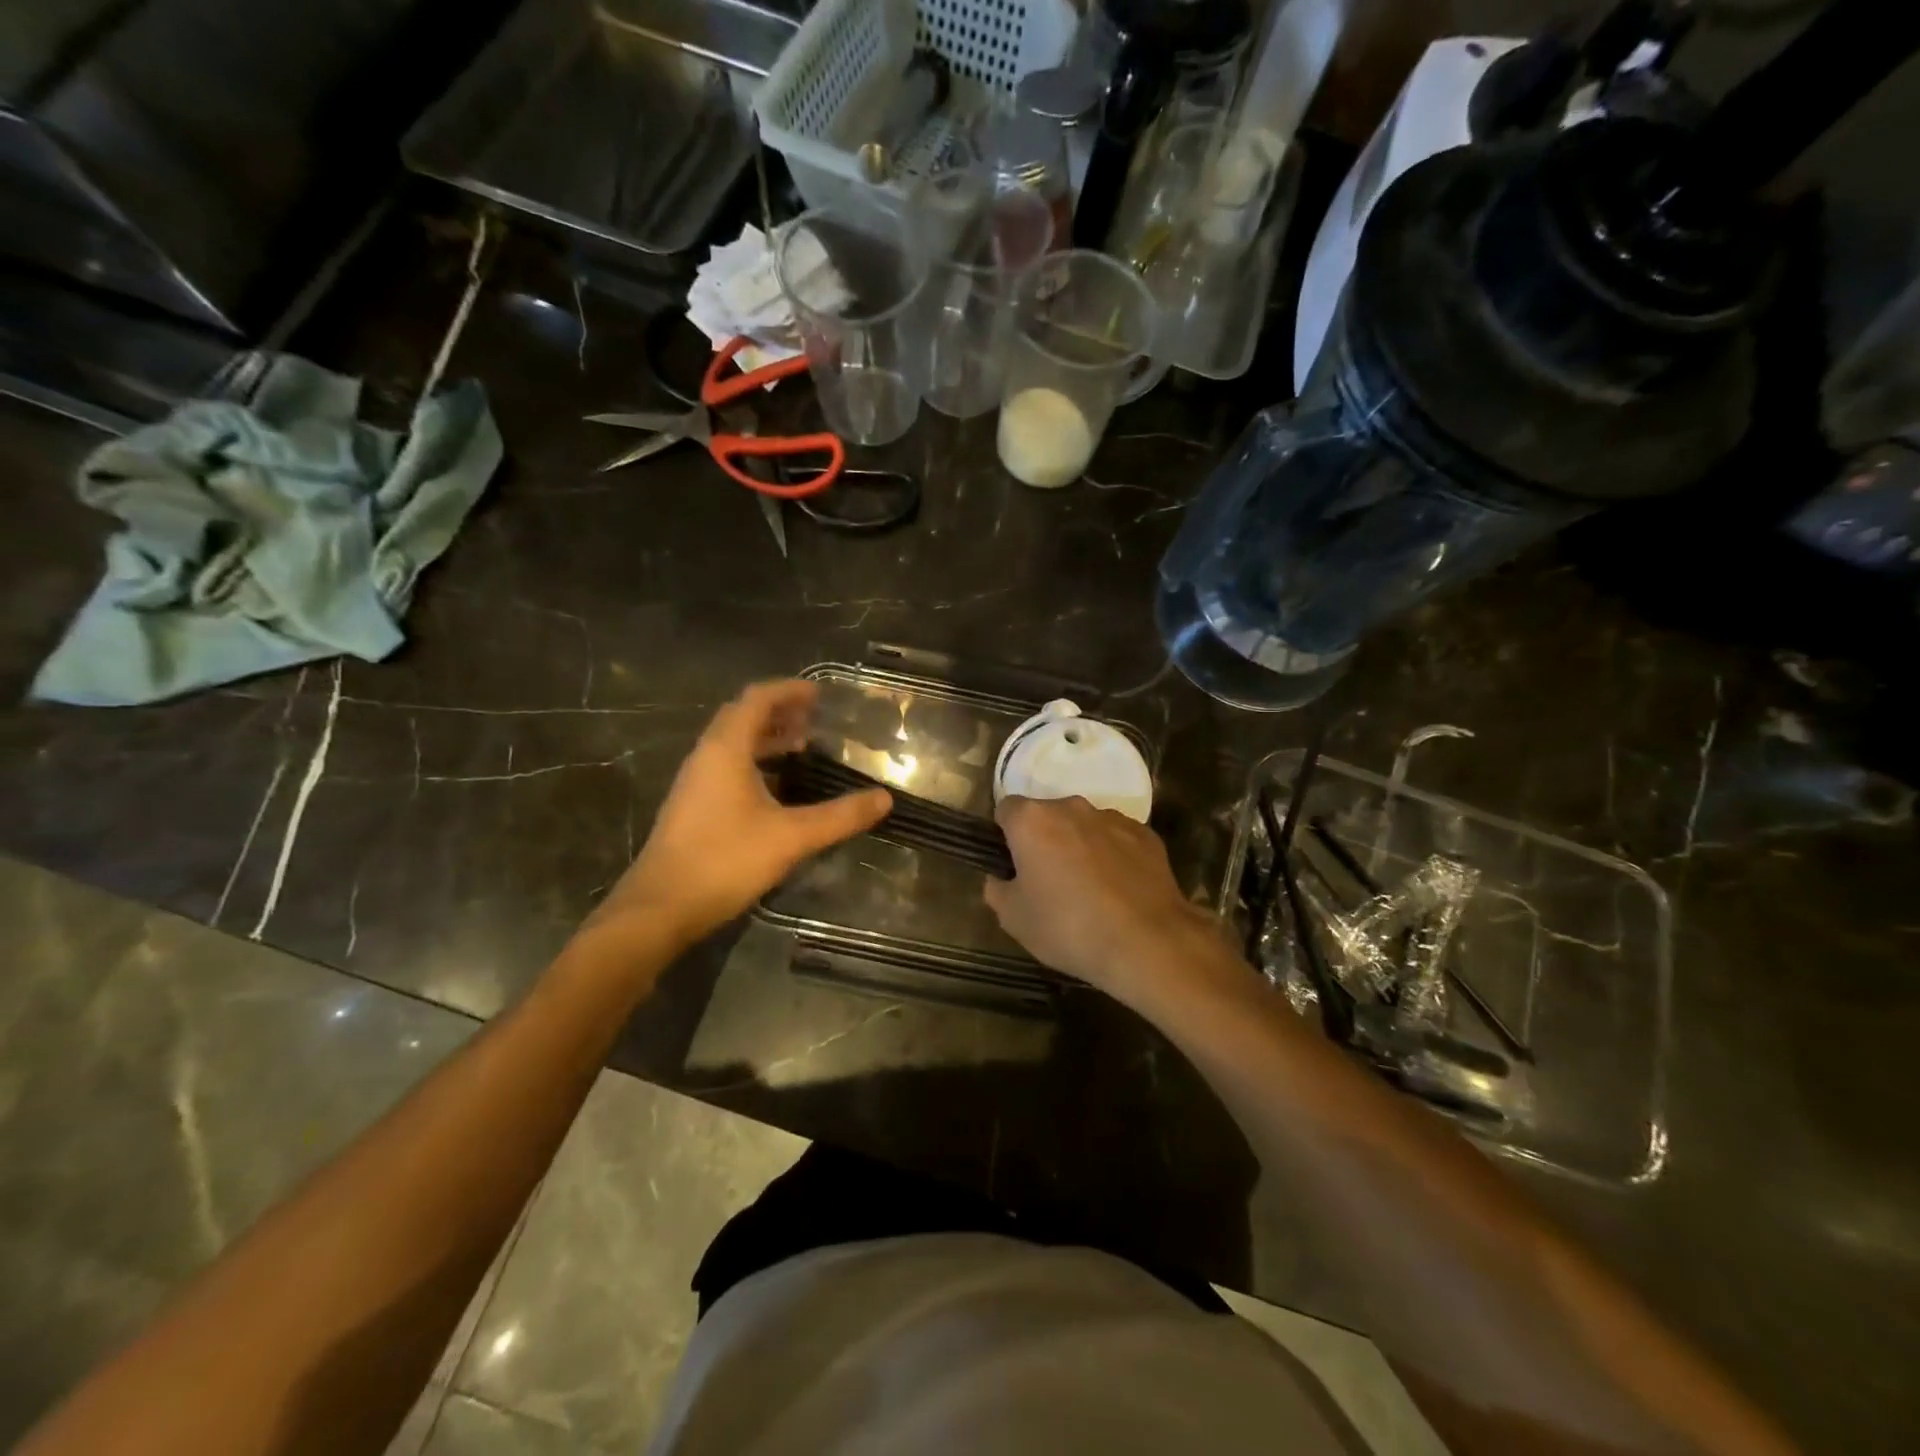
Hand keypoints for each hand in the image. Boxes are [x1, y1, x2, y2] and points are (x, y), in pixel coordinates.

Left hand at [588, 680, 889, 952]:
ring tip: (802, 748)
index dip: (788, 690)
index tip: (820, 693)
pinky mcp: (693, 806)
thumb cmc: (725, 860)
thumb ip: (840, 816)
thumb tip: (884, 798)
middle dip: (779, 712)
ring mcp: (695, 782)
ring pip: (733, 744)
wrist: (660, 908)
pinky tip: (777, 788)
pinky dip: (755, 762)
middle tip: (815, 719)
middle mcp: (706, 757)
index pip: (757, 699)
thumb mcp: (791, 837)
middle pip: (742, 717)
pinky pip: (726, 767)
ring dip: (766, 738)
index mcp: (725, 749)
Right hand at [983, 796, 1229, 1006]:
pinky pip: (1117, 839)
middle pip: (1047, 815)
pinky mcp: (1146, 834)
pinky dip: (1113, 856)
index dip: (1005, 835)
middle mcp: (1072, 807)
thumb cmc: (1068, 927)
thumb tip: (1002, 878)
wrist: (1148, 942)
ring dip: (1080, 847)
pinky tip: (1119, 892)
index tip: (1013, 864)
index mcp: (1032, 820)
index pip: (1006, 809)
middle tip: (1047, 882)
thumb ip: (997, 889)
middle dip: (1044, 840)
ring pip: (1084, 826)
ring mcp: (1113, 818)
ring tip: (1089, 890)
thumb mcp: (1013, 919)